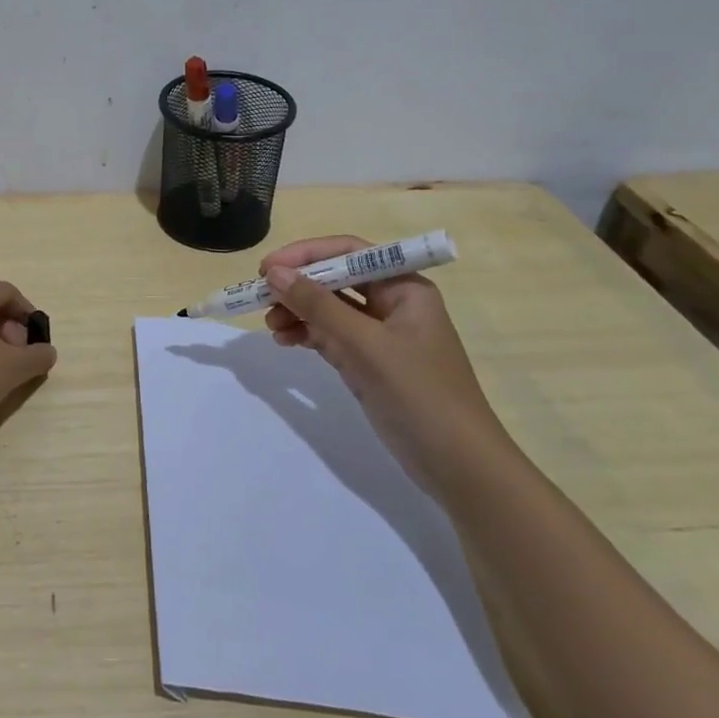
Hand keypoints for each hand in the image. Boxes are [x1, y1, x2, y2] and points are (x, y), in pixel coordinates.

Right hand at [260, 235, 510, 485]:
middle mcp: (393, 304)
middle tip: (260, 296)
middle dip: (298, 285)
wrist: (457, 464)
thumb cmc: (419, 392)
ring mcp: (379, 335)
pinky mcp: (368, 363)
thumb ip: (319, 306)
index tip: (268, 268)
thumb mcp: (366, 344)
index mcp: (405, 287)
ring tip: (271, 325)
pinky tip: (284, 340)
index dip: (307, 255)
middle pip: (336, 279)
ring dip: (298, 311)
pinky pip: (329, 336)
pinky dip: (306, 334)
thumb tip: (275, 273)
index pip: (350, 253)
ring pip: (329, 309)